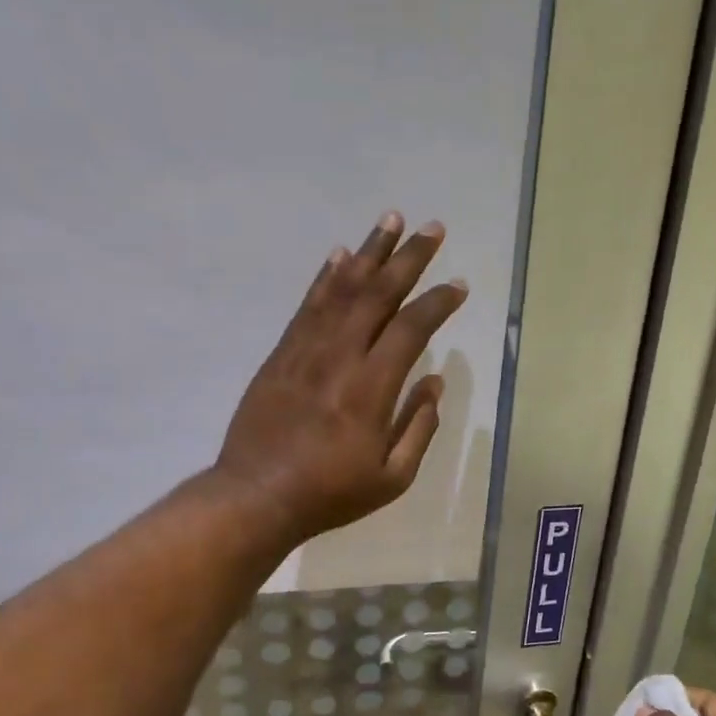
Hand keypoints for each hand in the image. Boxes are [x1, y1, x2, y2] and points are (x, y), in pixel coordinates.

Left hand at [214, 211, 466, 542]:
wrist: (256, 495)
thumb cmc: (329, 493)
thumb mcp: (391, 478)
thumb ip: (418, 427)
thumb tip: (435, 382)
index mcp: (372, 388)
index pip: (411, 328)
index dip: (438, 302)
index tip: (458, 285)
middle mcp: (340, 356)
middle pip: (378, 294)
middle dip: (409, 258)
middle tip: (432, 228)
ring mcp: (305, 350)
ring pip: (341, 289)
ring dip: (369, 252)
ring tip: (390, 220)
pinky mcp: (281, 354)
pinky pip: (307, 305)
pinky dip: (325, 276)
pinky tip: (339, 254)